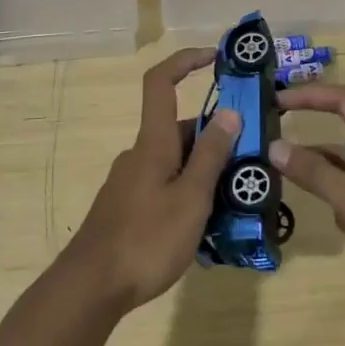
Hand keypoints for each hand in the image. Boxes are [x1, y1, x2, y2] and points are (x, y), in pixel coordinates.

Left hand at [63, 48, 240, 313]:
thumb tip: (229, 112)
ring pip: (176, 162)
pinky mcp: (128, 207)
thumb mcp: (191, 198)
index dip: (185, 61)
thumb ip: (211, 156)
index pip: (160, 82)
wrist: (91, 287)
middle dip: (216, 139)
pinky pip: (166, 186)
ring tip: (239, 202)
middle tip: (252, 162)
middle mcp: (140, 154)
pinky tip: (208, 227)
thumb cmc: (146, 238)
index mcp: (152, 142)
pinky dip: (190, 193)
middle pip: (180, 129)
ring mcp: (131, 182)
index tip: (215, 58)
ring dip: (206, 172)